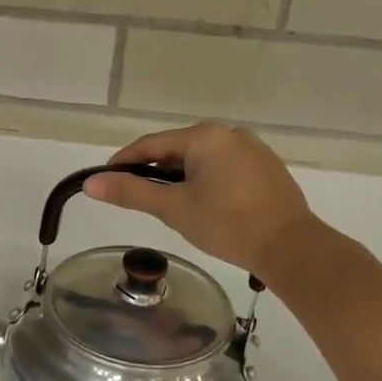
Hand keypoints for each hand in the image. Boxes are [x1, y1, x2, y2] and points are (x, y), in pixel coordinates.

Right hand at [85, 123, 323, 280]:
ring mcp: (253, 150)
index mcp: (205, 136)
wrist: (290, 246)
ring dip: (181, 179)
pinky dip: (206, 182)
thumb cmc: (226, 224)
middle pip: (177, 150)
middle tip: (137, 199)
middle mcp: (230, 134)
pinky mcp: (267, 169)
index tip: (105, 180)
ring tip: (169, 207)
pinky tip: (204, 206)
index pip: (152, 144)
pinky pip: (224, 169)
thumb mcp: (173, 208)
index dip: (124, 162)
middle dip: (155, 172)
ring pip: (202, 160)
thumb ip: (131, 192)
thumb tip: (90, 183)